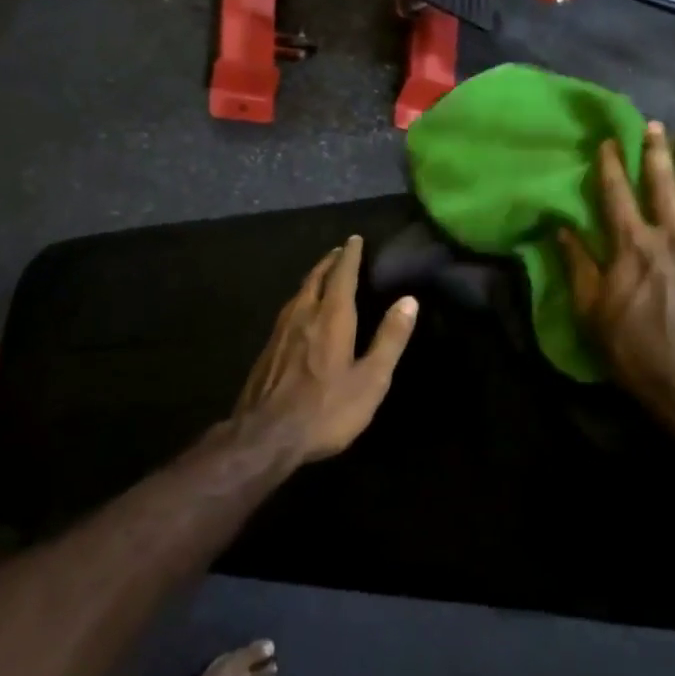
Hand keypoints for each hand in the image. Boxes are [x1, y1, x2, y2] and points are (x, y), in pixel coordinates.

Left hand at [232, 236, 418, 461]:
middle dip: (330, 262)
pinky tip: (301, 312)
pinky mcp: (267, 350)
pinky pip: (288, 311)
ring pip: (299, 293)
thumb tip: (409, 300)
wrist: (265, 436)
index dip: (350, 256)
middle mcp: (304, 315)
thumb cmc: (326, 409)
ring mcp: (281, 332)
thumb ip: (390, 339)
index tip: (355, 239)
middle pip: (316, 278)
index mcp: (331, 318)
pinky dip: (301, 299)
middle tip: (340, 252)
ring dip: (313, 278)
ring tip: (323, 274)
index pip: (342, 275)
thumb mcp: (370, 379)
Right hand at [558, 123, 674, 439]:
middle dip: (655, 152)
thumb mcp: (592, 314)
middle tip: (654, 124)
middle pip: (661, 185)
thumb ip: (579, 267)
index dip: (611, 165)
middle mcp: (671, 237)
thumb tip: (562, 229)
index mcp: (631, 247)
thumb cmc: (637, 353)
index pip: (616, 195)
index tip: (609, 140)